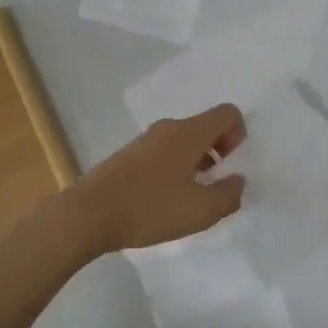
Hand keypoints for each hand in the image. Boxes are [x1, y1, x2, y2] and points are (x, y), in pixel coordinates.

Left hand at [69, 103, 247, 254]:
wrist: (89, 214)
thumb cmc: (150, 208)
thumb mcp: (201, 211)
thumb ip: (229, 195)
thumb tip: (238, 181)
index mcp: (189, 132)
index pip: (226, 113)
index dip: (239, 134)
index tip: (230, 165)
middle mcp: (168, 128)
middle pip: (204, 126)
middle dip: (218, 150)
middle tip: (214, 184)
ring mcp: (145, 140)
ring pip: (183, 141)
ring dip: (196, 161)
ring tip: (190, 197)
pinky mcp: (128, 155)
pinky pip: (163, 152)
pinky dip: (174, 168)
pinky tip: (165, 200)